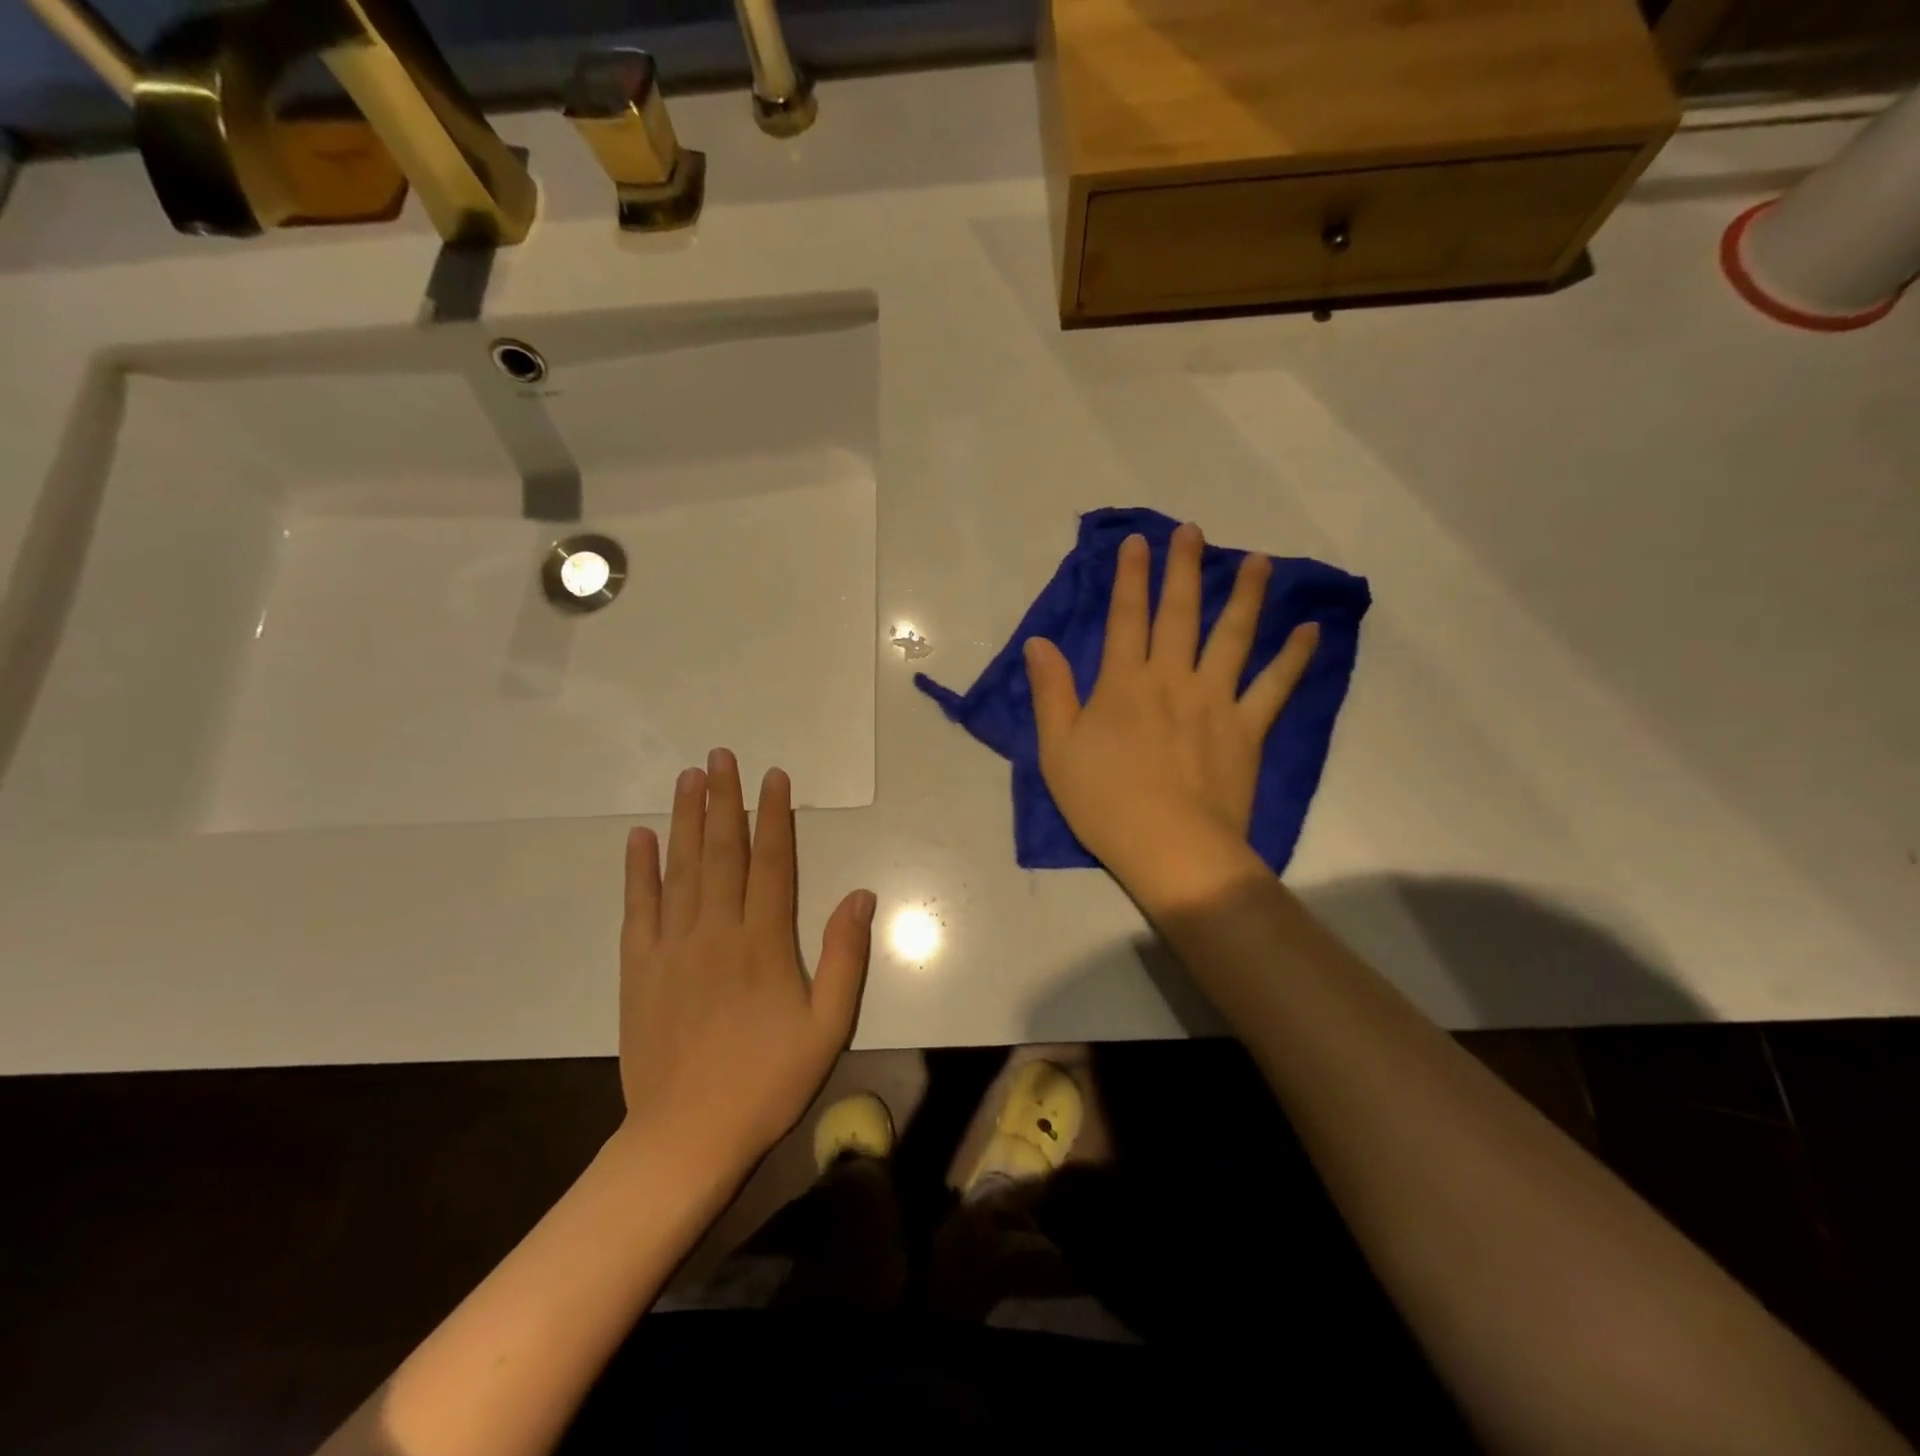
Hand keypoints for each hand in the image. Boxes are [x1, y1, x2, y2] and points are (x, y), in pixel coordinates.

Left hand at [616, 748, 875, 1173]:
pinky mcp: (639, 968)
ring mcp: (672, 947)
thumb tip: (860, 895)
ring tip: (688, 778)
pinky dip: (639, 870)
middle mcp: (716, 931)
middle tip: (721, 756)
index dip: (774, 816)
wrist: (686, 1136)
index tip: (774, 777)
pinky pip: (639, 907)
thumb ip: (844, 957)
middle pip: (722, 852)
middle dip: (724, 800)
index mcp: (763, 942)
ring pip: (681, 869)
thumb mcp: (827, 1026)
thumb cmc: (767, 1081)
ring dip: (686, 820)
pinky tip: (640, 837)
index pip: (771, 863)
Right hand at [1023, 523, 1317, 903]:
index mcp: (1124, 683)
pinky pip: (1274, 686)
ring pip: (1233, 637)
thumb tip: (1039, 643)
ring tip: (1258, 562)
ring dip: (1246, 596)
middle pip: (1180, 614)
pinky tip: (1309, 630)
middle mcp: (1172, 679)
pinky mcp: (1247, 729)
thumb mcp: (1057, 750)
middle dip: (1184, 569)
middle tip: (1193, 532)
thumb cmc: (1104, 803)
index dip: (1130, 578)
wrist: (1170, 848)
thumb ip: (1051, 692)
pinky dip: (1293, 657)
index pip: (1126, 618)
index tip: (1137, 542)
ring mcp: (1215, 701)